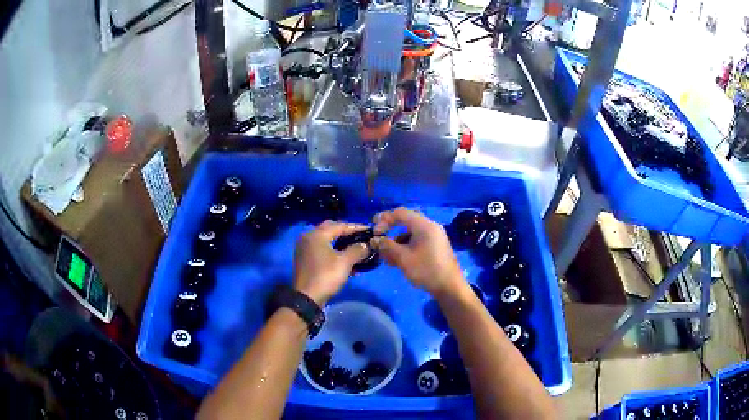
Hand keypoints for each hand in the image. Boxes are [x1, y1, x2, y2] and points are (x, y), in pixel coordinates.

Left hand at [293, 221, 369, 304]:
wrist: (307, 298)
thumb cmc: (326, 276)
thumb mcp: (345, 262)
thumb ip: (357, 250)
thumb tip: (366, 245)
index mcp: (316, 234)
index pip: (340, 225)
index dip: (356, 227)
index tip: (370, 230)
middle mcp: (308, 237)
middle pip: (331, 229)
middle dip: (346, 233)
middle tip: (361, 237)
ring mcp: (304, 248)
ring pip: (326, 240)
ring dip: (340, 243)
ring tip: (355, 249)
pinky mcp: (304, 259)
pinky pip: (321, 249)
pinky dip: (333, 251)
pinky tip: (344, 259)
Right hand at [370, 207, 464, 297]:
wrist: (450, 287)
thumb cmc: (426, 270)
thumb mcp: (403, 258)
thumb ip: (387, 246)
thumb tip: (374, 239)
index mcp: (424, 225)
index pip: (400, 213)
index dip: (384, 219)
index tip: (374, 231)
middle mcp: (431, 227)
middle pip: (406, 221)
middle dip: (390, 230)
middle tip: (378, 239)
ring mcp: (434, 237)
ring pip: (410, 233)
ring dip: (397, 242)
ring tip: (387, 257)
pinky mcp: (435, 247)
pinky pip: (417, 241)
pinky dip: (406, 247)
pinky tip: (398, 261)